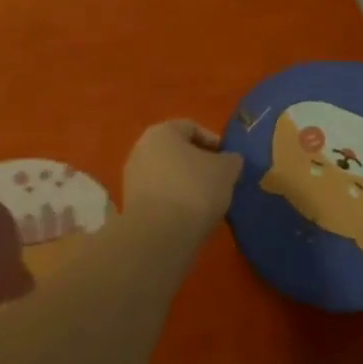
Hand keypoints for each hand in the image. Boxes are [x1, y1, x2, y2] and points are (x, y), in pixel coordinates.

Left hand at [122, 120, 241, 232]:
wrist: (159, 236)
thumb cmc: (194, 189)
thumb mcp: (226, 170)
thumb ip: (231, 160)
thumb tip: (230, 161)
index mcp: (161, 132)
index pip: (192, 127)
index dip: (214, 142)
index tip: (229, 160)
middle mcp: (141, 149)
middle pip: (177, 152)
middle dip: (199, 164)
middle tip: (220, 180)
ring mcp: (132, 178)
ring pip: (168, 175)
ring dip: (187, 184)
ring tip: (208, 202)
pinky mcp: (131, 206)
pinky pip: (160, 196)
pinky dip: (175, 202)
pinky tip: (191, 217)